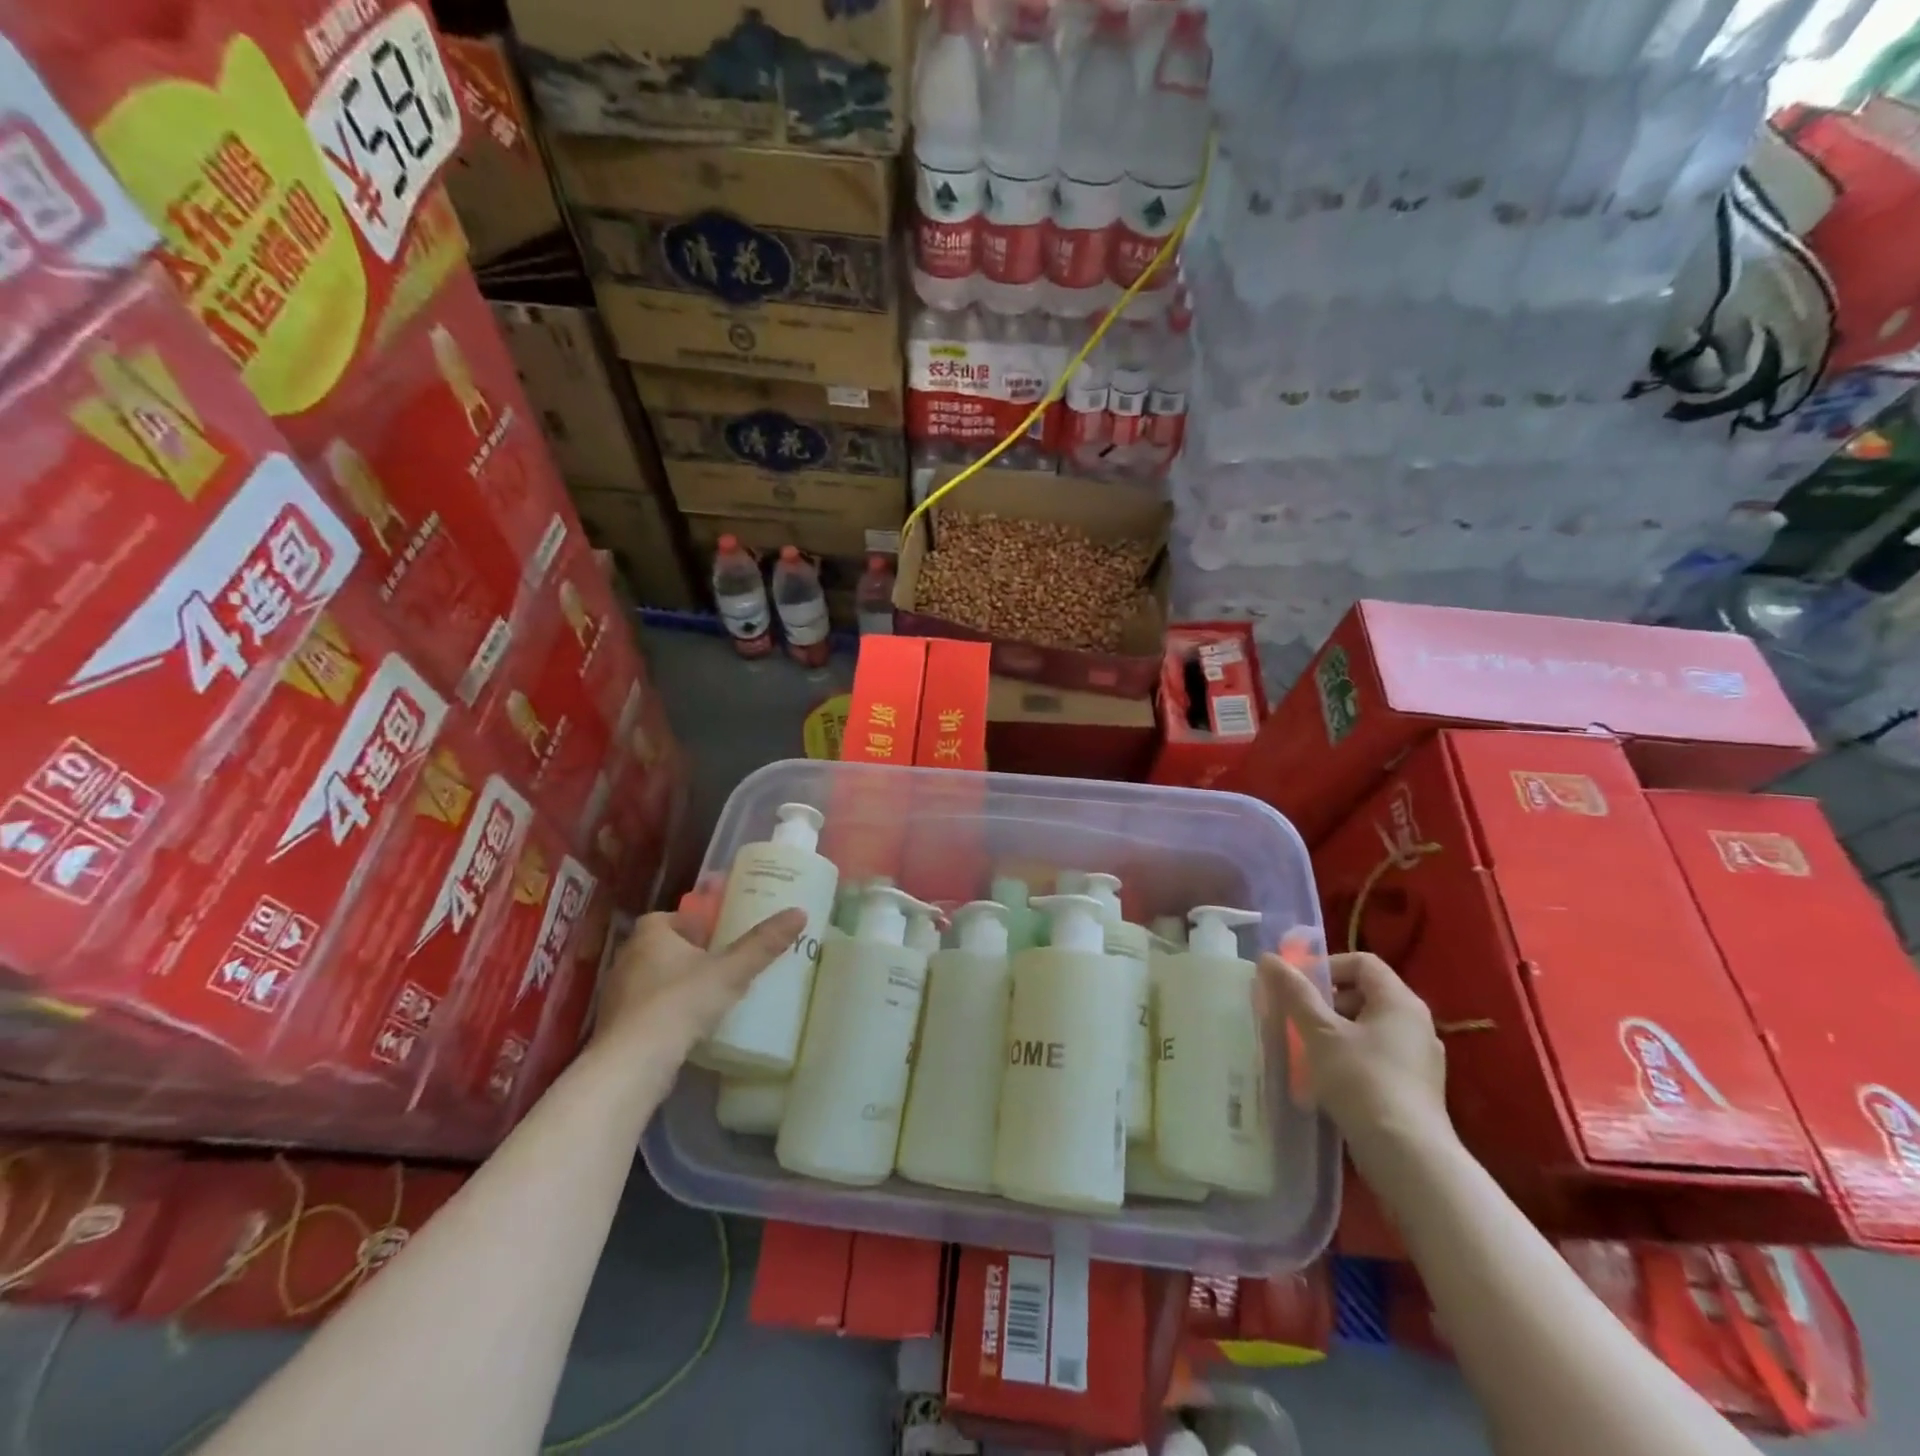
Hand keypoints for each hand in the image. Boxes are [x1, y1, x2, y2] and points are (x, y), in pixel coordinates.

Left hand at [592, 907, 807, 1059]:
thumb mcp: (731, 971)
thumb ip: (763, 944)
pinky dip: (664, 1012)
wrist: (633, 1063)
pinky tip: (687, 1026)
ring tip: (708, 996)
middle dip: (687, 955)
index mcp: (650, 934)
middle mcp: (627, 957)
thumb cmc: (680, 1002)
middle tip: (720, 965)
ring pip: (651, 979)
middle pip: (661, 947)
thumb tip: (799, 913)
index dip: (693, 925)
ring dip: (675, 984)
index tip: (717, 938)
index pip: (670, 918)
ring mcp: (617, 993)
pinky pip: (645, 1008)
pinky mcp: (615, 1026)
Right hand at [1261, 950, 1449, 1150]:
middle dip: (1326, 1002)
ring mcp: (1420, 1059)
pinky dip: (1351, 1058)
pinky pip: (1377, 1057)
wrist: (1408, 1158)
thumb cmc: (1362, 1081)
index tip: (1298, 989)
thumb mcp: (1320, 1032)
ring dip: (1335, 1032)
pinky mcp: (1416, 1089)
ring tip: (1307, 1052)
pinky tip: (1329, 1081)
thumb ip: (1294, 993)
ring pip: (1369, 1028)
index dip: (1326, 966)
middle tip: (1298, 1020)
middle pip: (1365, 994)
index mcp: (1400, 1001)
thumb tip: (1268, 958)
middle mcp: (1417, 1024)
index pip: (1362, 962)